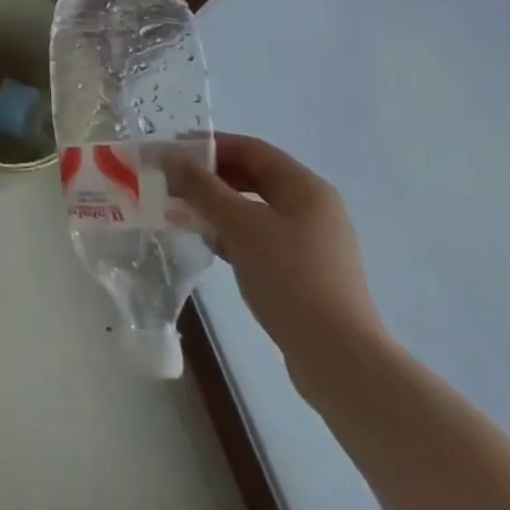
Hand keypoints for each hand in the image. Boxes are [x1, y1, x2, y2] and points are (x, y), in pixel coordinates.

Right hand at [168, 134, 386, 383]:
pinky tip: (213, 246)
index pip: (250, 149)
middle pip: (254, 177)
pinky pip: (263, 238)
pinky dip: (235, 234)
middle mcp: (314, 208)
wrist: (341, 362)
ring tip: (184, 214)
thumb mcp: (239, 226)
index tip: (172, 154)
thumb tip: (168, 155)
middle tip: (173, 185)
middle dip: (211, 178)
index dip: (209, 146)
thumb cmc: (290, 279)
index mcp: (305, 187)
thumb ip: (201, 187)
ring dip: (219, 207)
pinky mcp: (308, 274)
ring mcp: (314, 243)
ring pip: (256, 210)